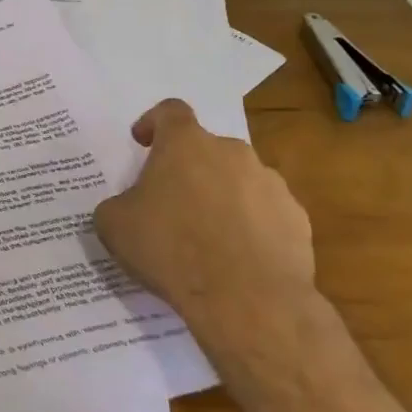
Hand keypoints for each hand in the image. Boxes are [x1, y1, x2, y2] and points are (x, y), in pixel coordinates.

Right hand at [93, 99, 319, 355]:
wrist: (247, 300)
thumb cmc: (171, 249)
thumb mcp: (114, 225)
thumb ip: (118, 204)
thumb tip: (127, 208)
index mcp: (185, 143)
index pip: (170, 111)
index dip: (153, 123)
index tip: (143, 142)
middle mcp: (231, 152)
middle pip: (206, 149)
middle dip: (189, 169)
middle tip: (171, 203)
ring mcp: (270, 184)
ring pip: (239, 180)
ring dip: (222, 197)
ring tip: (207, 238)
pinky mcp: (296, 219)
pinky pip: (266, 214)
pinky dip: (251, 227)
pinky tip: (238, 258)